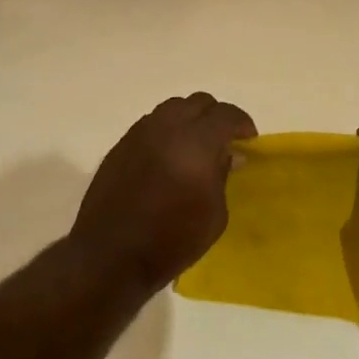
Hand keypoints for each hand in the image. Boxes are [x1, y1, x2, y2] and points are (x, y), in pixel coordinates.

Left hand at [68, 93, 256, 291]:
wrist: (110, 256)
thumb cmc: (171, 241)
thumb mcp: (214, 215)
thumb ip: (223, 175)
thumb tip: (228, 154)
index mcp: (196, 143)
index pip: (225, 115)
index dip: (242, 123)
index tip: (248, 140)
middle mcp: (166, 128)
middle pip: (198, 103)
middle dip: (216, 117)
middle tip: (224, 140)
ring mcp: (139, 134)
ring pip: (171, 109)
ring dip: (189, 120)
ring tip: (195, 146)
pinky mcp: (120, 146)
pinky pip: (150, 125)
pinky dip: (167, 131)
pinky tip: (169, 157)